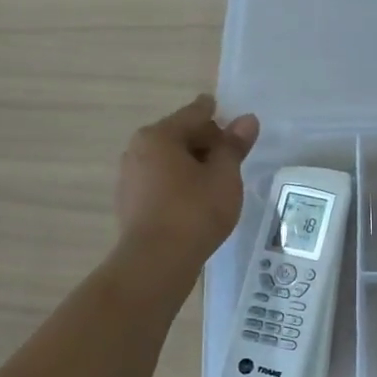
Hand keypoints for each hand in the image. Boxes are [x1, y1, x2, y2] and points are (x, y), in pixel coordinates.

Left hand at [115, 94, 259, 269]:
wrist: (156, 262)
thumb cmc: (194, 211)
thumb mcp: (224, 175)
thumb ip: (234, 146)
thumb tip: (247, 120)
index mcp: (159, 135)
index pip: (195, 114)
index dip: (217, 114)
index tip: (231, 116)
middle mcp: (137, 150)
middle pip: (179, 136)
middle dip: (205, 142)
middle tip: (232, 156)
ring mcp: (130, 178)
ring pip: (169, 161)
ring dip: (192, 165)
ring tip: (218, 181)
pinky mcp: (130, 204)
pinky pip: (161, 182)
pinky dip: (179, 184)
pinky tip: (197, 201)